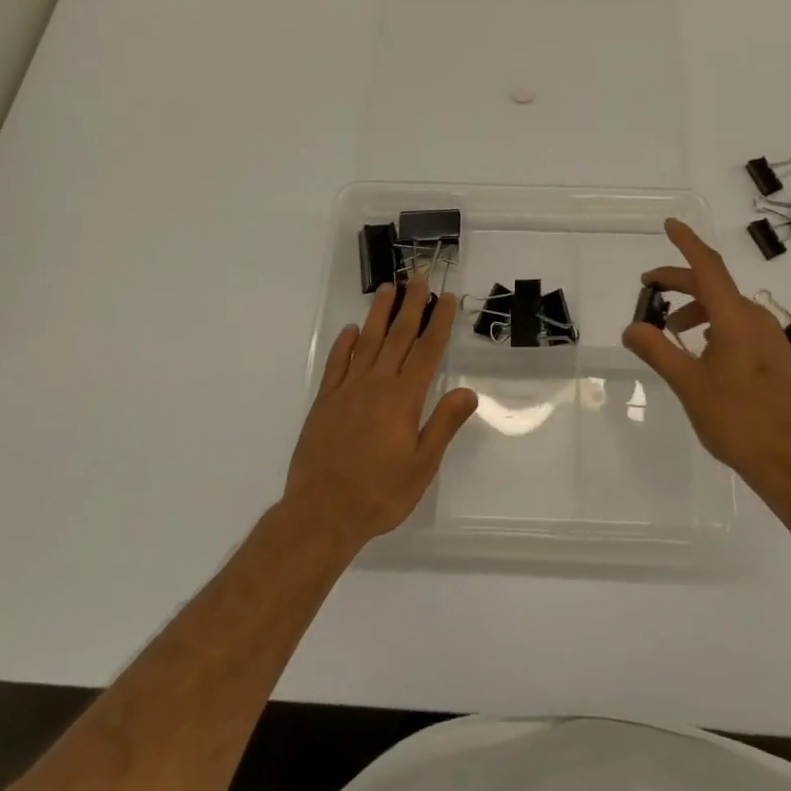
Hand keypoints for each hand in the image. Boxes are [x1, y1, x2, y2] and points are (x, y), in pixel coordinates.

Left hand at [283, 278, 478, 553]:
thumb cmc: (380, 493)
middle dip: (411, 305)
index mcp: (404, 398)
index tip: (446, 298)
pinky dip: (344, 344)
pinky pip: (337, 364)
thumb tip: (469, 391)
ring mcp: (348, 390)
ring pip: (368, 342)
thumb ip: (444, 424)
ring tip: (388, 289)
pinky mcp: (325, 401)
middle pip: (398, 336)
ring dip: (380, 314)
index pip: (427, 351)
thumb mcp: (422, 465)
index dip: (438, 322)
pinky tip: (351, 331)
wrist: (321, 513)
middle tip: (419, 277)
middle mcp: (377, 384)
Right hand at [622, 219, 790, 496]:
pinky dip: (714, 324)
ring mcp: (769, 338)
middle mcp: (755, 319)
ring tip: (672, 329)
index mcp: (735, 319)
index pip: (708, 267)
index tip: (670, 224)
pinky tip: (702, 350)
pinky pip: (740, 324)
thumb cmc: (736, 420)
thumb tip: (631, 327)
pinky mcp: (775, 356)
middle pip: (714, 285)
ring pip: (727, 306)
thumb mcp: (688, 385)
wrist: (790, 462)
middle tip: (649, 287)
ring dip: (697, 307)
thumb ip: (658, 351)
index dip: (687, 243)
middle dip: (680, 281)